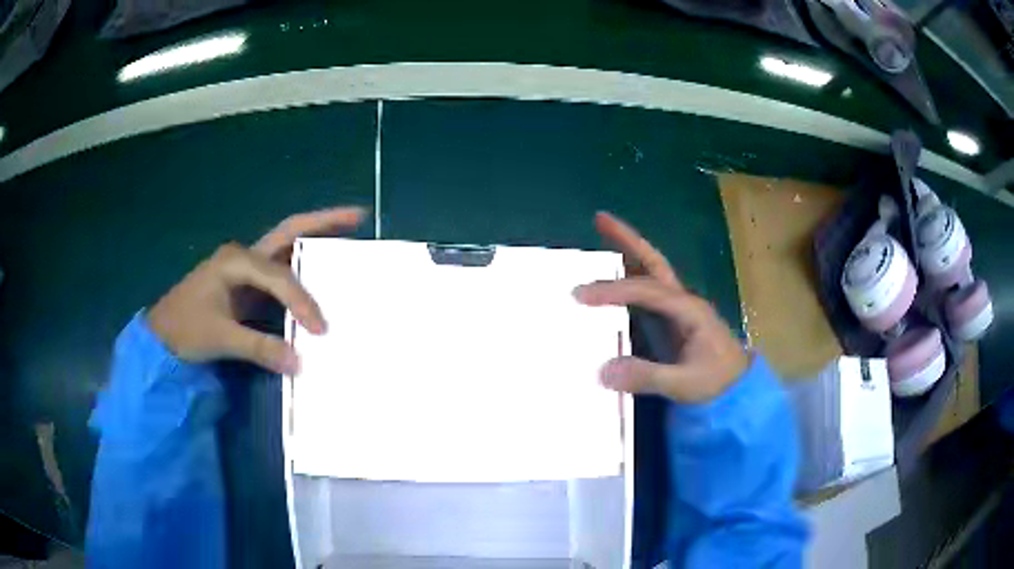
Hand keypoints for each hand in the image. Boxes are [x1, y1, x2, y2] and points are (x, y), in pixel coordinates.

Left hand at [147, 207, 366, 374]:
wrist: (161, 336)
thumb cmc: (184, 330)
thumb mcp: (219, 338)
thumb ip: (259, 348)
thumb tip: (300, 362)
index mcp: (235, 261)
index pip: (279, 276)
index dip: (302, 300)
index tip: (320, 330)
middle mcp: (244, 256)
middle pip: (289, 232)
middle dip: (323, 222)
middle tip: (358, 217)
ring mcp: (246, 268)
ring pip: (287, 247)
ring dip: (316, 240)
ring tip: (348, 237)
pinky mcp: (247, 284)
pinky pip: (282, 271)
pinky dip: (304, 269)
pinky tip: (321, 273)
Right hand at [574, 212, 747, 402]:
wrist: (737, 390)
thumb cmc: (716, 384)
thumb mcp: (684, 384)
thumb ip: (647, 376)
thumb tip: (603, 370)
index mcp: (689, 310)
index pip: (647, 290)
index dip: (614, 290)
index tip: (582, 295)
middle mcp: (683, 301)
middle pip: (653, 263)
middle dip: (627, 240)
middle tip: (600, 218)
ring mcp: (679, 309)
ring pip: (652, 273)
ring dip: (628, 254)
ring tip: (600, 239)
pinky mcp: (673, 321)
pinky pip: (647, 293)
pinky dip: (629, 279)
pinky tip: (612, 283)